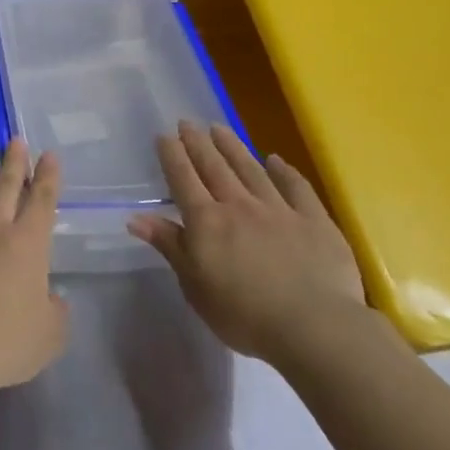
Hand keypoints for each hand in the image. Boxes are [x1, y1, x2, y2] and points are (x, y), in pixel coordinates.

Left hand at [0, 139, 68, 397]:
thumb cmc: (3, 344)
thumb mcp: (48, 336)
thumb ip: (55, 312)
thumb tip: (52, 298)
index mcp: (27, 245)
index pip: (42, 201)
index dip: (48, 177)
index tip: (48, 156)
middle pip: (5, 187)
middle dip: (14, 163)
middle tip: (16, 141)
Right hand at [128, 121, 366, 363]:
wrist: (314, 327)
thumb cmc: (244, 315)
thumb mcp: (195, 287)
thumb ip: (170, 246)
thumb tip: (136, 217)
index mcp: (207, 222)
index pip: (183, 180)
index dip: (172, 156)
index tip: (164, 135)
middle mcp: (239, 206)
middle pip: (214, 167)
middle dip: (198, 143)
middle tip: (187, 122)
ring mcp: (279, 209)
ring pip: (250, 169)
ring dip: (233, 147)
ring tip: (219, 128)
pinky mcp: (314, 220)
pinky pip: (296, 187)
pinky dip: (284, 171)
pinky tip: (276, 159)